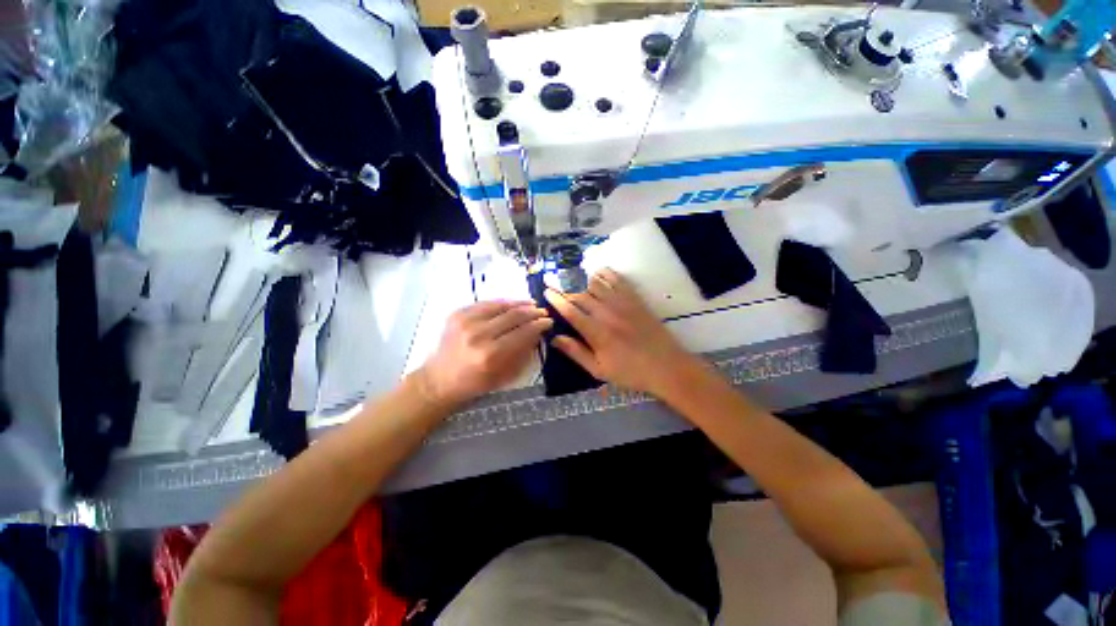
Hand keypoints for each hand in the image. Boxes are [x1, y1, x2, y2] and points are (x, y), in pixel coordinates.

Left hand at [417, 300, 551, 407]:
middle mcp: (478, 334)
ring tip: (531, 304)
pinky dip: (501, 302)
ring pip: (501, 305)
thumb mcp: (504, 375)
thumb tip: (537, 333)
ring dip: (519, 303)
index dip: (539, 325)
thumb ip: (523, 353)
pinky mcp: (457, 314)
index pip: (523, 332)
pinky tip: (512, 304)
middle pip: (514, 315)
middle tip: (543, 311)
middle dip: (532, 312)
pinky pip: (486, 303)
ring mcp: (466, 321)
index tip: (549, 321)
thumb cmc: (475, 383)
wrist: (439, 379)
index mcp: (491, 354)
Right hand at [544, 268, 704, 397]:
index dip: (556, 300)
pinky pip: (617, 280)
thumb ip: (576, 352)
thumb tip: (555, 338)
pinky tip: (598, 274)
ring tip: (574, 283)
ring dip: (582, 283)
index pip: (570, 311)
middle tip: (555, 286)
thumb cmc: (630, 372)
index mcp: (596, 332)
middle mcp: (607, 313)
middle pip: (580, 295)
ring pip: (596, 285)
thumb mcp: (599, 370)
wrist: (666, 366)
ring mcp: (622, 303)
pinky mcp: (635, 299)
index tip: (546, 291)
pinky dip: (605, 274)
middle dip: (565, 290)